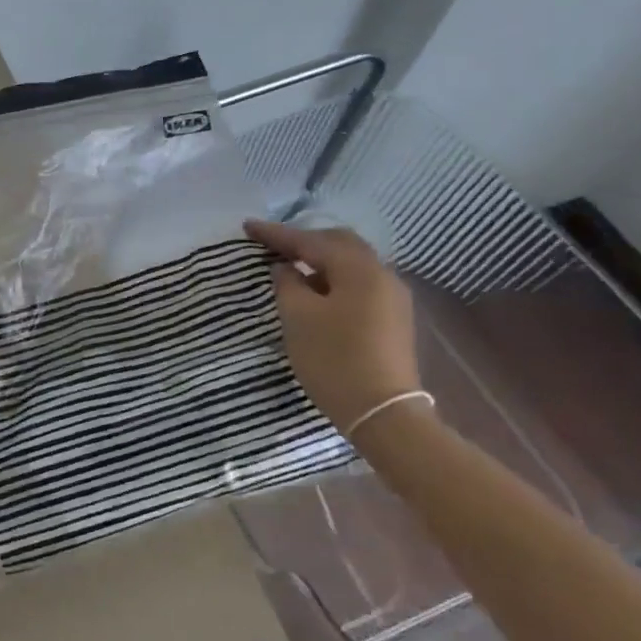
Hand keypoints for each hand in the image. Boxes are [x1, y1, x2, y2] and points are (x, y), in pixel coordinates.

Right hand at [244, 219, 420, 434]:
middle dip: (305, 241)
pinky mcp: (392, 319)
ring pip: (352, 264)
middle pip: (340, 244)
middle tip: (274, 245)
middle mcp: (382, 275)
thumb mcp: (298, 317)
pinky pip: (358, 284)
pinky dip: (334, 280)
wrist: (382, 413)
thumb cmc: (334, 359)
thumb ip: (288, 284)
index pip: (311, 241)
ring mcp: (392, 298)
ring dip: (320, 261)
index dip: (276, 234)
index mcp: (359, 270)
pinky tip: (315, 293)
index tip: (248, 227)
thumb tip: (286, 268)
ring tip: (291, 268)